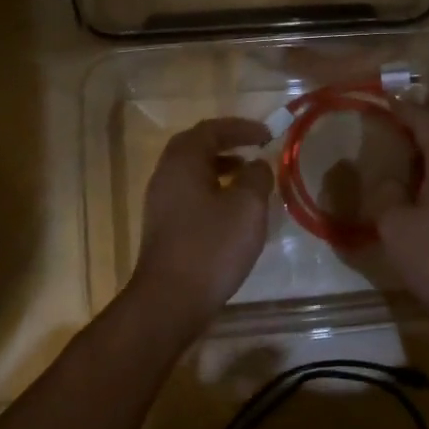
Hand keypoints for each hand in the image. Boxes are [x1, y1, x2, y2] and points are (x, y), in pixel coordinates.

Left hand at [129, 117, 273, 330]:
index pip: (211, 130)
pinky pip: (189, 194)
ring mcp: (160, 202)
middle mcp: (165, 175)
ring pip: (191, 172)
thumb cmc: (211, 247)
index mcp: (183, 162)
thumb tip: (257, 165)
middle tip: (254, 148)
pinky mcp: (163, 227)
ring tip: (248, 178)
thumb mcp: (247, 207)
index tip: (268, 135)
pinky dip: (212, 190)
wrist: (170, 300)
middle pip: (195, 147)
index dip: (241, 128)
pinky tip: (231, 210)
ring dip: (219, 168)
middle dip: (226, 143)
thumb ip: (256, 178)